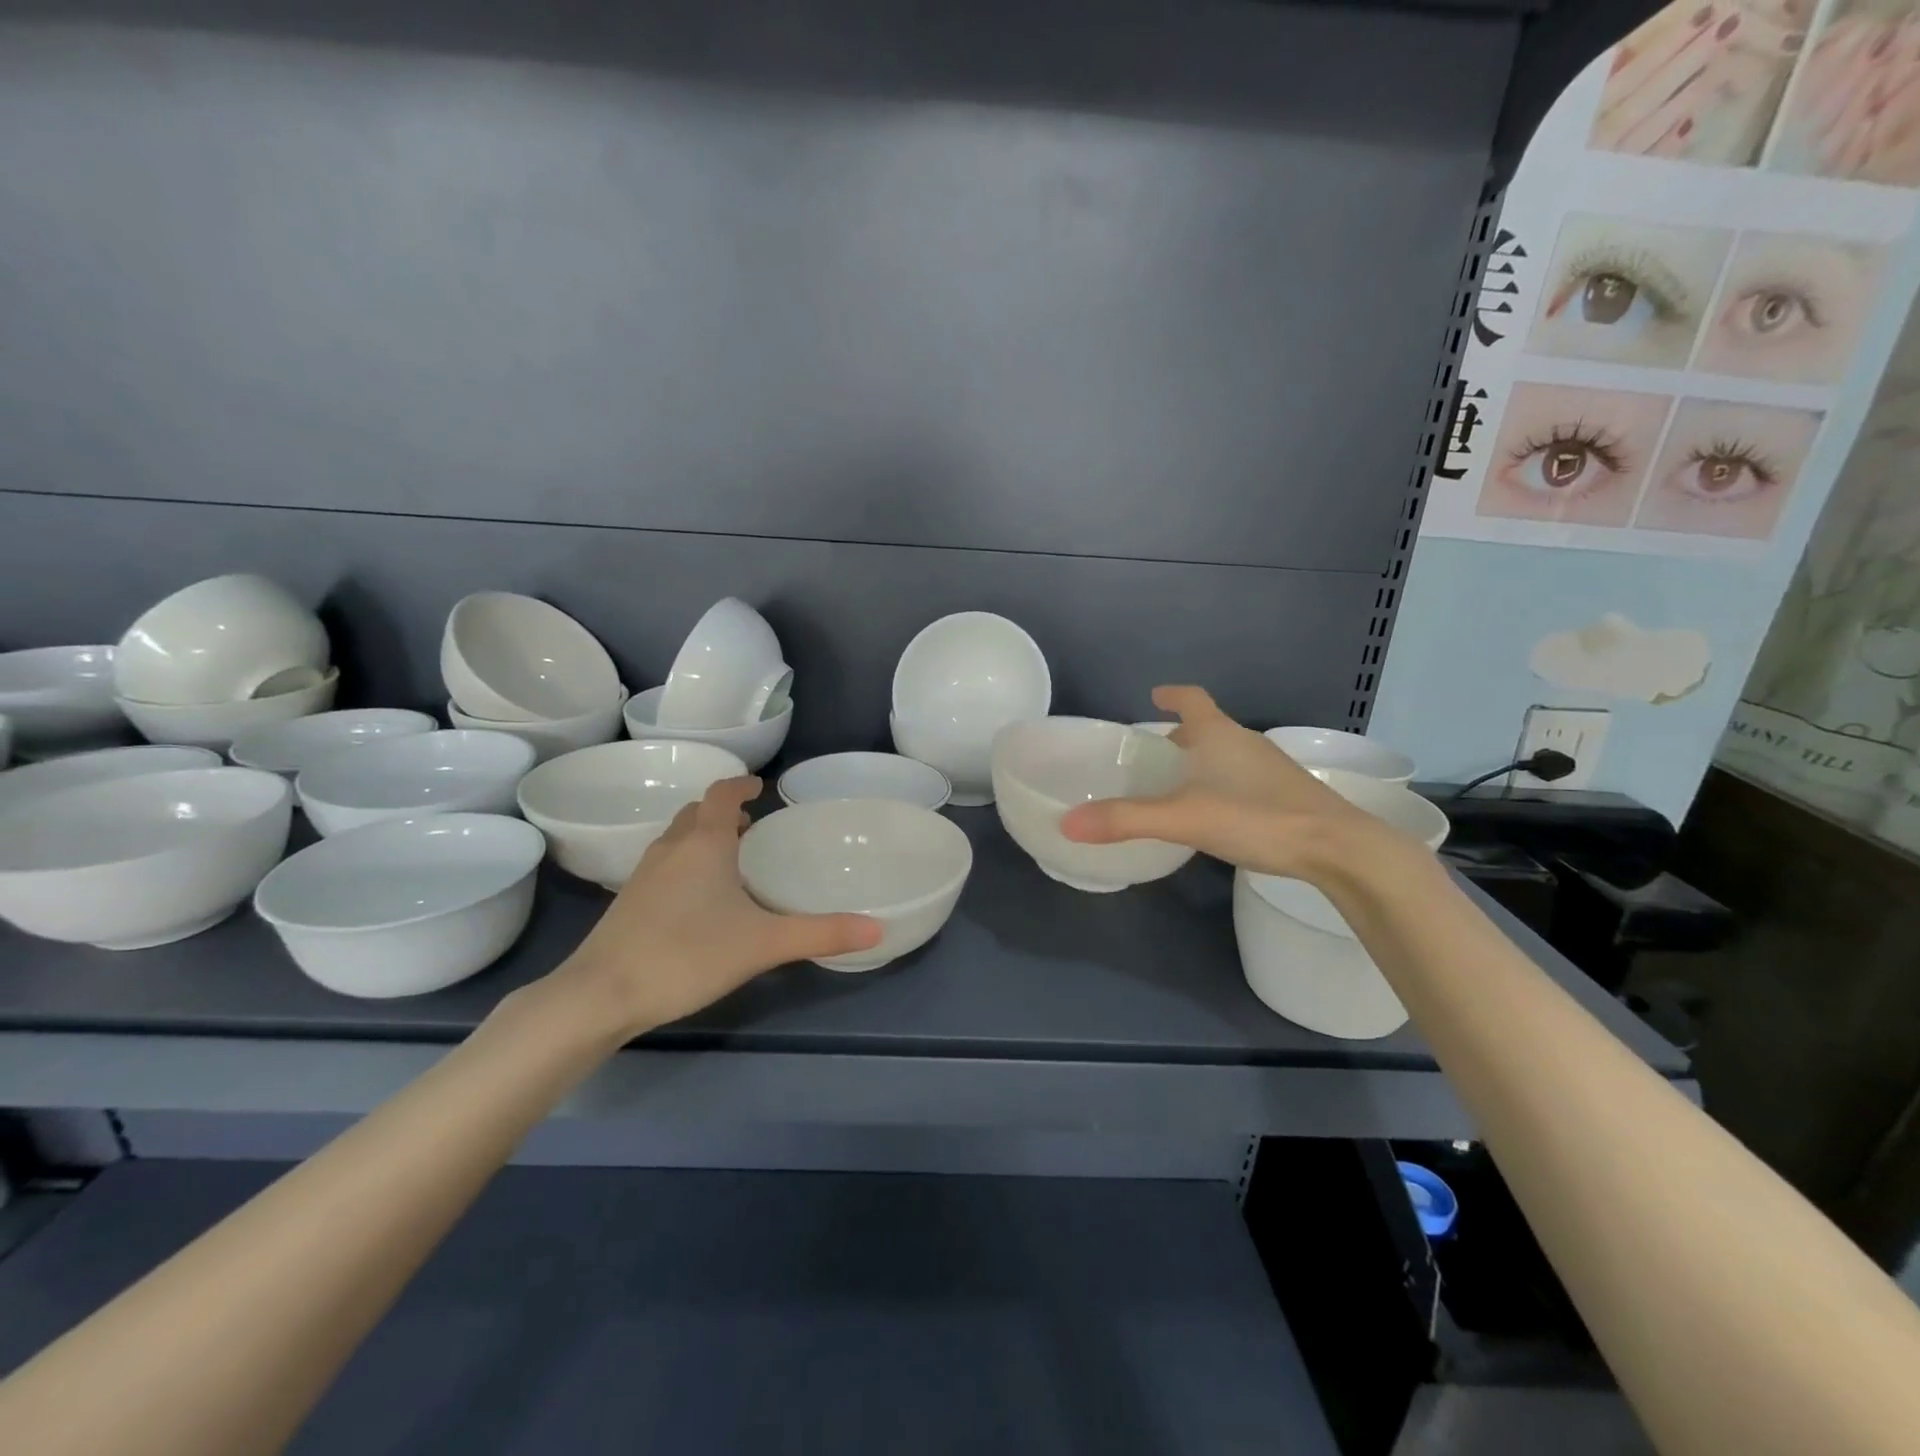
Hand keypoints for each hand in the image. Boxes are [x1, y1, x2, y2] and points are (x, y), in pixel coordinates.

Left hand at [555, 776, 881, 1036]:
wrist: (600, 995)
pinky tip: (698, 897)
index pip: (722, 794)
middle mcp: (672, 848)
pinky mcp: (628, 902)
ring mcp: (644, 874)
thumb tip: (878, 928)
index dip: (741, 785)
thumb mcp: (764, 944)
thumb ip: (822, 933)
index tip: (760, 787)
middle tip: (753, 826)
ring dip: (703, 835)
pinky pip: (664, 863)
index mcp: (705, 843)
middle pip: (697, 812)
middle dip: (724, 811)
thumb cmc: (687, 954)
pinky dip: (686, 861)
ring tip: (730, 857)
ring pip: (677, 838)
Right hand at [1061, 685, 1387, 879]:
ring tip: (1179, 784)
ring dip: (1203, 760)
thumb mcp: (1183, 819)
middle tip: (1155, 753)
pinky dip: (1222, 783)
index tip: (1155, 694)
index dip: (1172, 695)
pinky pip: (1244, 777)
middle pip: (1209, 727)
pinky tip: (1216, 813)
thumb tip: (1067, 823)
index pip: (1192, 700)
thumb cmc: (1257, 818)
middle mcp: (1246, 743)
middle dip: (1182, 734)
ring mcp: (1272, 769)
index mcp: (1220, 735)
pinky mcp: (1288, 795)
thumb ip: (1126, 820)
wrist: (1339, 849)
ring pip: (1228, 754)